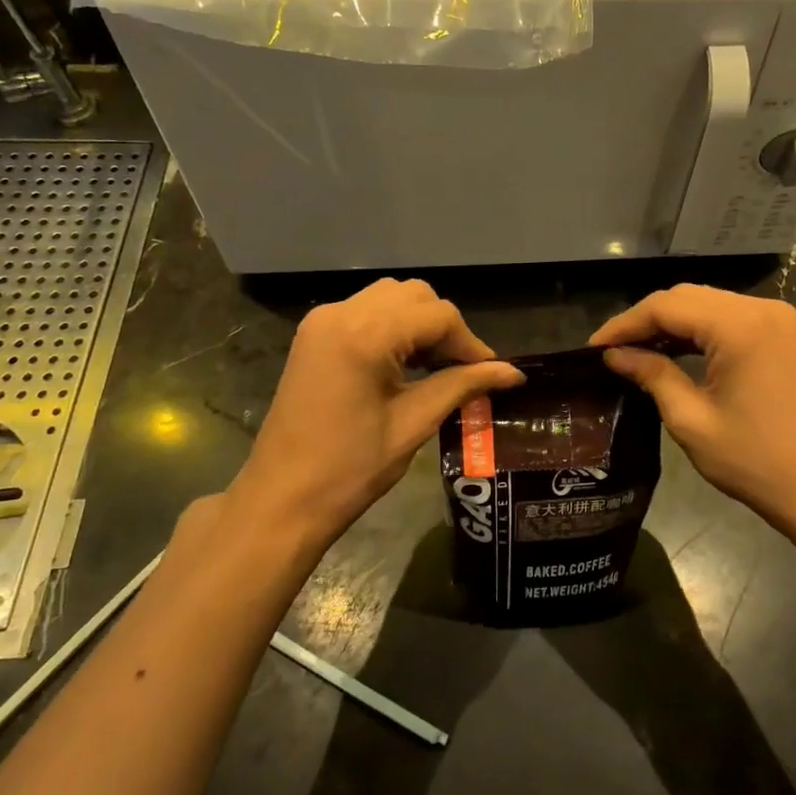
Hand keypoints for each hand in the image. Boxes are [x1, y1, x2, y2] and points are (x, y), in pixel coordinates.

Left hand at [227, 279, 522, 556]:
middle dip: (445, 328)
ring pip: (390, 298)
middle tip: (462, 371)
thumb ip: (462, 386)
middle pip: (414, 296)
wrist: (282, 498)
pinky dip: (393, 327)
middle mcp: (341, 313)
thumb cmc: (350, 469)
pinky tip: (404, 364)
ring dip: (419, 324)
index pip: (438, 315)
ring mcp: (322, 321)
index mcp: (365, 334)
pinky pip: (366, 312)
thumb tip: (512, 373)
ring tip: (434, 367)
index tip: (491, 374)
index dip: (471, 343)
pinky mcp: (314, 335)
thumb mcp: (414, 424)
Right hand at [590, 285, 795, 535]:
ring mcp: (777, 319)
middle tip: (611, 351)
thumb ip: (652, 376)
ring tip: (634, 352)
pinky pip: (728, 319)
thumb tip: (615, 356)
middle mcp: (761, 309)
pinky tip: (672, 352)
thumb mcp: (691, 420)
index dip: (624, 324)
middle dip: (645, 320)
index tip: (593, 349)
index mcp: (740, 326)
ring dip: (670, 324)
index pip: (666, 306)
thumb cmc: (755, 461)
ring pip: (707, 305)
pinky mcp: (783, 335)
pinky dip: (697, 332)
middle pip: (687, 297)